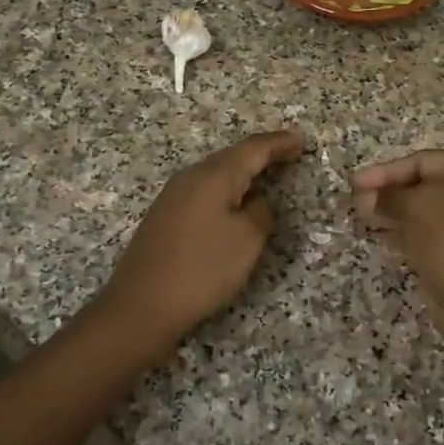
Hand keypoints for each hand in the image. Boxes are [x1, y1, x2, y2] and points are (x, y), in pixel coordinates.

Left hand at [97, 129, 304, 352]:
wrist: (142, 304)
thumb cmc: (202, 269)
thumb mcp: (247, 240)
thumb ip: (260, 212)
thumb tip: (254, 201)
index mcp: (214, 176)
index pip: (253, 149)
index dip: (279, 143)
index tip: (301, 140)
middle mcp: (190, 177)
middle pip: (232, 157)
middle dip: (261, 154)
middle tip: (289, 154)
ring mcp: (173, 196)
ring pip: (215, 174)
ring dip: (242, 172)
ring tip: (266, 176)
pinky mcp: (164, 217)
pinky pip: (203, 192)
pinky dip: (226, 190)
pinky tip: (233, 204)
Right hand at [352, 150, 443, 310]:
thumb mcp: (412, 206)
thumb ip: (388, 196)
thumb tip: (371, 198)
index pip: (423, 161)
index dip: (385, 171)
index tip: (354, 183)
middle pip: (428, 184)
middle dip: (389, 193)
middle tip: (357, 203)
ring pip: (431, 211)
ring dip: (396, 213)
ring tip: (365, 219)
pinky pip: (437, 233)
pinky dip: (411, 231)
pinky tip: (384, 236)